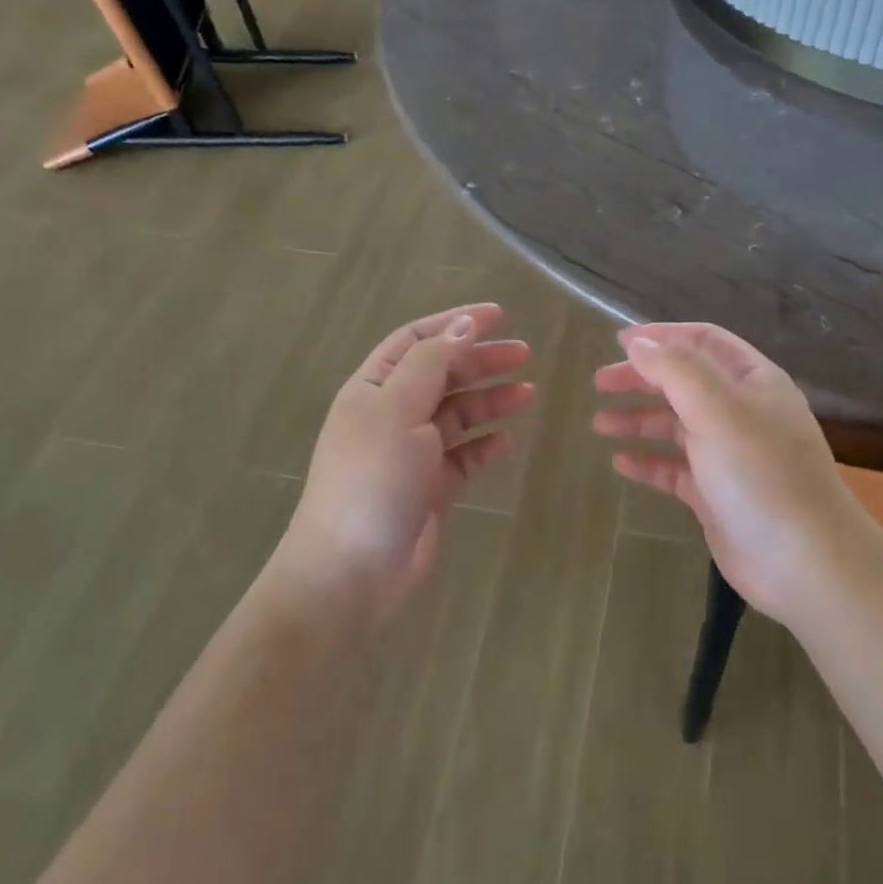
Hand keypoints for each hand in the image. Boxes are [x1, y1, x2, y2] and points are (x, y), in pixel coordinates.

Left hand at [283, 304, 532, 612]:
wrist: (353, 568)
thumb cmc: (372, 476)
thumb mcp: (398, 407)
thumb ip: (433, 362)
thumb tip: (464, 324)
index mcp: (373, 387)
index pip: (417, 340)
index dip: (455, 323)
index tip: (499, 315)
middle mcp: (391, 414)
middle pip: (442, 375)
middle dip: (481, 362)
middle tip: (525, 354)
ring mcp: (411, 452)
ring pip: (457, 415)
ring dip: (490, 401)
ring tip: (528, 395)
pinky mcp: (431, 487)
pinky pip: (464, 456)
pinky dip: (485, 446)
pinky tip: (505, 443)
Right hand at [593, 323, 877, 625]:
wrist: (804, 562)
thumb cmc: (761, 475)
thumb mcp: (718, 410)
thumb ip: (676, 369)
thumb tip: (638, 343)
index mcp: (752, 381)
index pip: (704, 341)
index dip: (663, 336)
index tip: (619, 340)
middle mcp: (742, 412)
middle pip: (685, 382)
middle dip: (643, 378)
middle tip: (600, 382)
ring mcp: (730, 455)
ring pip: (677, 426)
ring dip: (639, 419)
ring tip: (600, 423)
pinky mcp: (716, 494)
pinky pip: (676, 469)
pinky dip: (649, 461)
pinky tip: (620, 463)